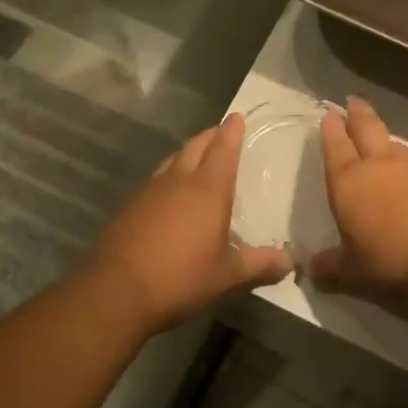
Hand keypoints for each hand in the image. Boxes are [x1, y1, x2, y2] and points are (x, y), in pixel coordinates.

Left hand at [86, 113, 290, 333]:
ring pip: (173, 160)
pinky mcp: (130, 206)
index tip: (237, 117)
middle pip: (196, 146)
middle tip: (221, 133)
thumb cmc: (180, 278)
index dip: (232, 131)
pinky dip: (169, 176)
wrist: (116, 290)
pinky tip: (170, 193)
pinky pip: (156, 180)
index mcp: (208, 189)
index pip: (223, 148)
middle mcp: (178, 181)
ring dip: (188, 153)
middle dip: (211, 136)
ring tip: (198, 157)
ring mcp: (150, 191)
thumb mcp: (227, 275)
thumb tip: (290, 261)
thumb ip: (259, 264)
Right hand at [308, 96, 407, 304]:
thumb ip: (330, 267)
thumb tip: (309, 270)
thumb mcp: (353, 272)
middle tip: (354, 101)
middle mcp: (379, 166)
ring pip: (395, 144)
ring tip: (381, 139)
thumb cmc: (390, 260)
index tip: (330, 114)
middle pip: (367, 129)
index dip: (332, 130)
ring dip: (385, 139)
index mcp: (348, 182)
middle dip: (359, 114)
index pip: (336, 147)